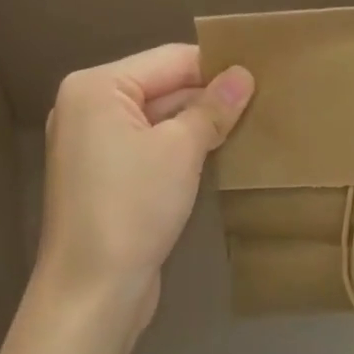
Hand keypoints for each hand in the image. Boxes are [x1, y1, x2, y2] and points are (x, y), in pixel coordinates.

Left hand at [35, 43, 254, 332]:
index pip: (169, 59)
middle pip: (162, 85)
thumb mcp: (181, 150)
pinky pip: (151, 145)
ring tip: (252, 121)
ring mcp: (94, 144)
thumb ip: (213, 107)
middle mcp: (89, 107)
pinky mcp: (106, 176)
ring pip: (159, 117)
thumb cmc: (133, 207)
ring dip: (200, 122)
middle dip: (210, 94)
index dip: (216, 65)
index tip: (263, 71)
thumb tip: (244, 75)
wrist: (92, 294)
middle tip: (265, 98)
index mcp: (96, 87)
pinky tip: (221, 150)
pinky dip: (182, 146)